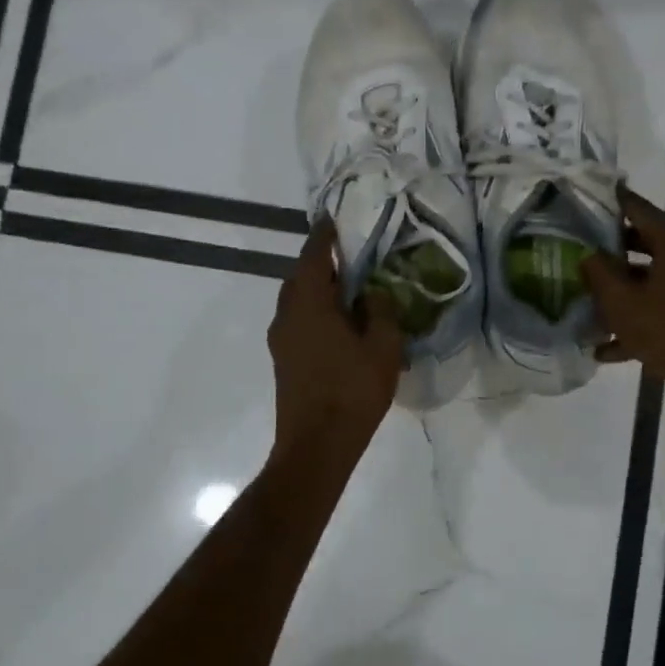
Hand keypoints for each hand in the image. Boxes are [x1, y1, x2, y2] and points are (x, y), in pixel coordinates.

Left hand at [269, 220, 403, 462]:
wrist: (316, 446)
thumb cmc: (352, 392)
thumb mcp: (383, 347)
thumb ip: (381, 311)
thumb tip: (372, 293)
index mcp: (309, 303)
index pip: (313, 255)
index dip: (325, 236)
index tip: (335, 219)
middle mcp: (287, 314)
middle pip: (300, 276)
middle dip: (322, 263)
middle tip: (351, 255)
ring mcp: (281, 339)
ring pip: (297, 301)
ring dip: (318, 289)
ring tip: (349, 288)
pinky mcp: (283, 360)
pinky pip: (299, 321)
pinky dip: (316, 311)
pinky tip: (340, 323)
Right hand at [580, 188, 664, 402]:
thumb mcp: (620, 302)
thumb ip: (598, 273)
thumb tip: (587, 255)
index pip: (637, 208)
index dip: (610, 204)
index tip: (585, 201)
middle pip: (646, 242)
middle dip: (612, 250)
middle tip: (581, 251)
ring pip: (654, 277)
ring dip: (624, 289)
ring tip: (590, 302)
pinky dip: (641, 318)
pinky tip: (608, 348)